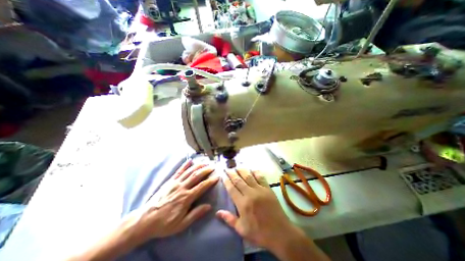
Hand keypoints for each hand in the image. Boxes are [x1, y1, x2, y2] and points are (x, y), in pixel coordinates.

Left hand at [129, 160, 220, 242]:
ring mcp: (175, 183)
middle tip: (212, 167)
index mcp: (186, 198)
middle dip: (205, 170)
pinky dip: (185, 165)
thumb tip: (209, 206)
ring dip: (198, 166)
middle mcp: (182, 187)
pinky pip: (178, 171)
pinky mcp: (169, 181)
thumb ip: (196, 214)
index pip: (202, 186)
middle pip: (196, 176)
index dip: (210, 181)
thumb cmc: (165, 223)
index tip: (217, 177)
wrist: (145, 220)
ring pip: (189, 171)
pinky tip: (190, 160)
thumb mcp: (181, 224)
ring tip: (205, 163)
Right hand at [215, 168, 296, 249]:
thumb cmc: (259, 233)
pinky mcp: (268, 188)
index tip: (223, 175)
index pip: (232, 189)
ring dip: (242, 170)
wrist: (280, 232)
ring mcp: (260, 190)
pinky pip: (261, 177)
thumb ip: (229, 219)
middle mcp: (250, 194)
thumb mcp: (242, 230)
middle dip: (232, 173)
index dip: (227, 181)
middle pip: (239, 180)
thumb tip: (217, 212)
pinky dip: (256, 172)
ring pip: (248, 176)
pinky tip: (252, 169)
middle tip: (228, 168)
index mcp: (242, 204)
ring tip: (237, 166)